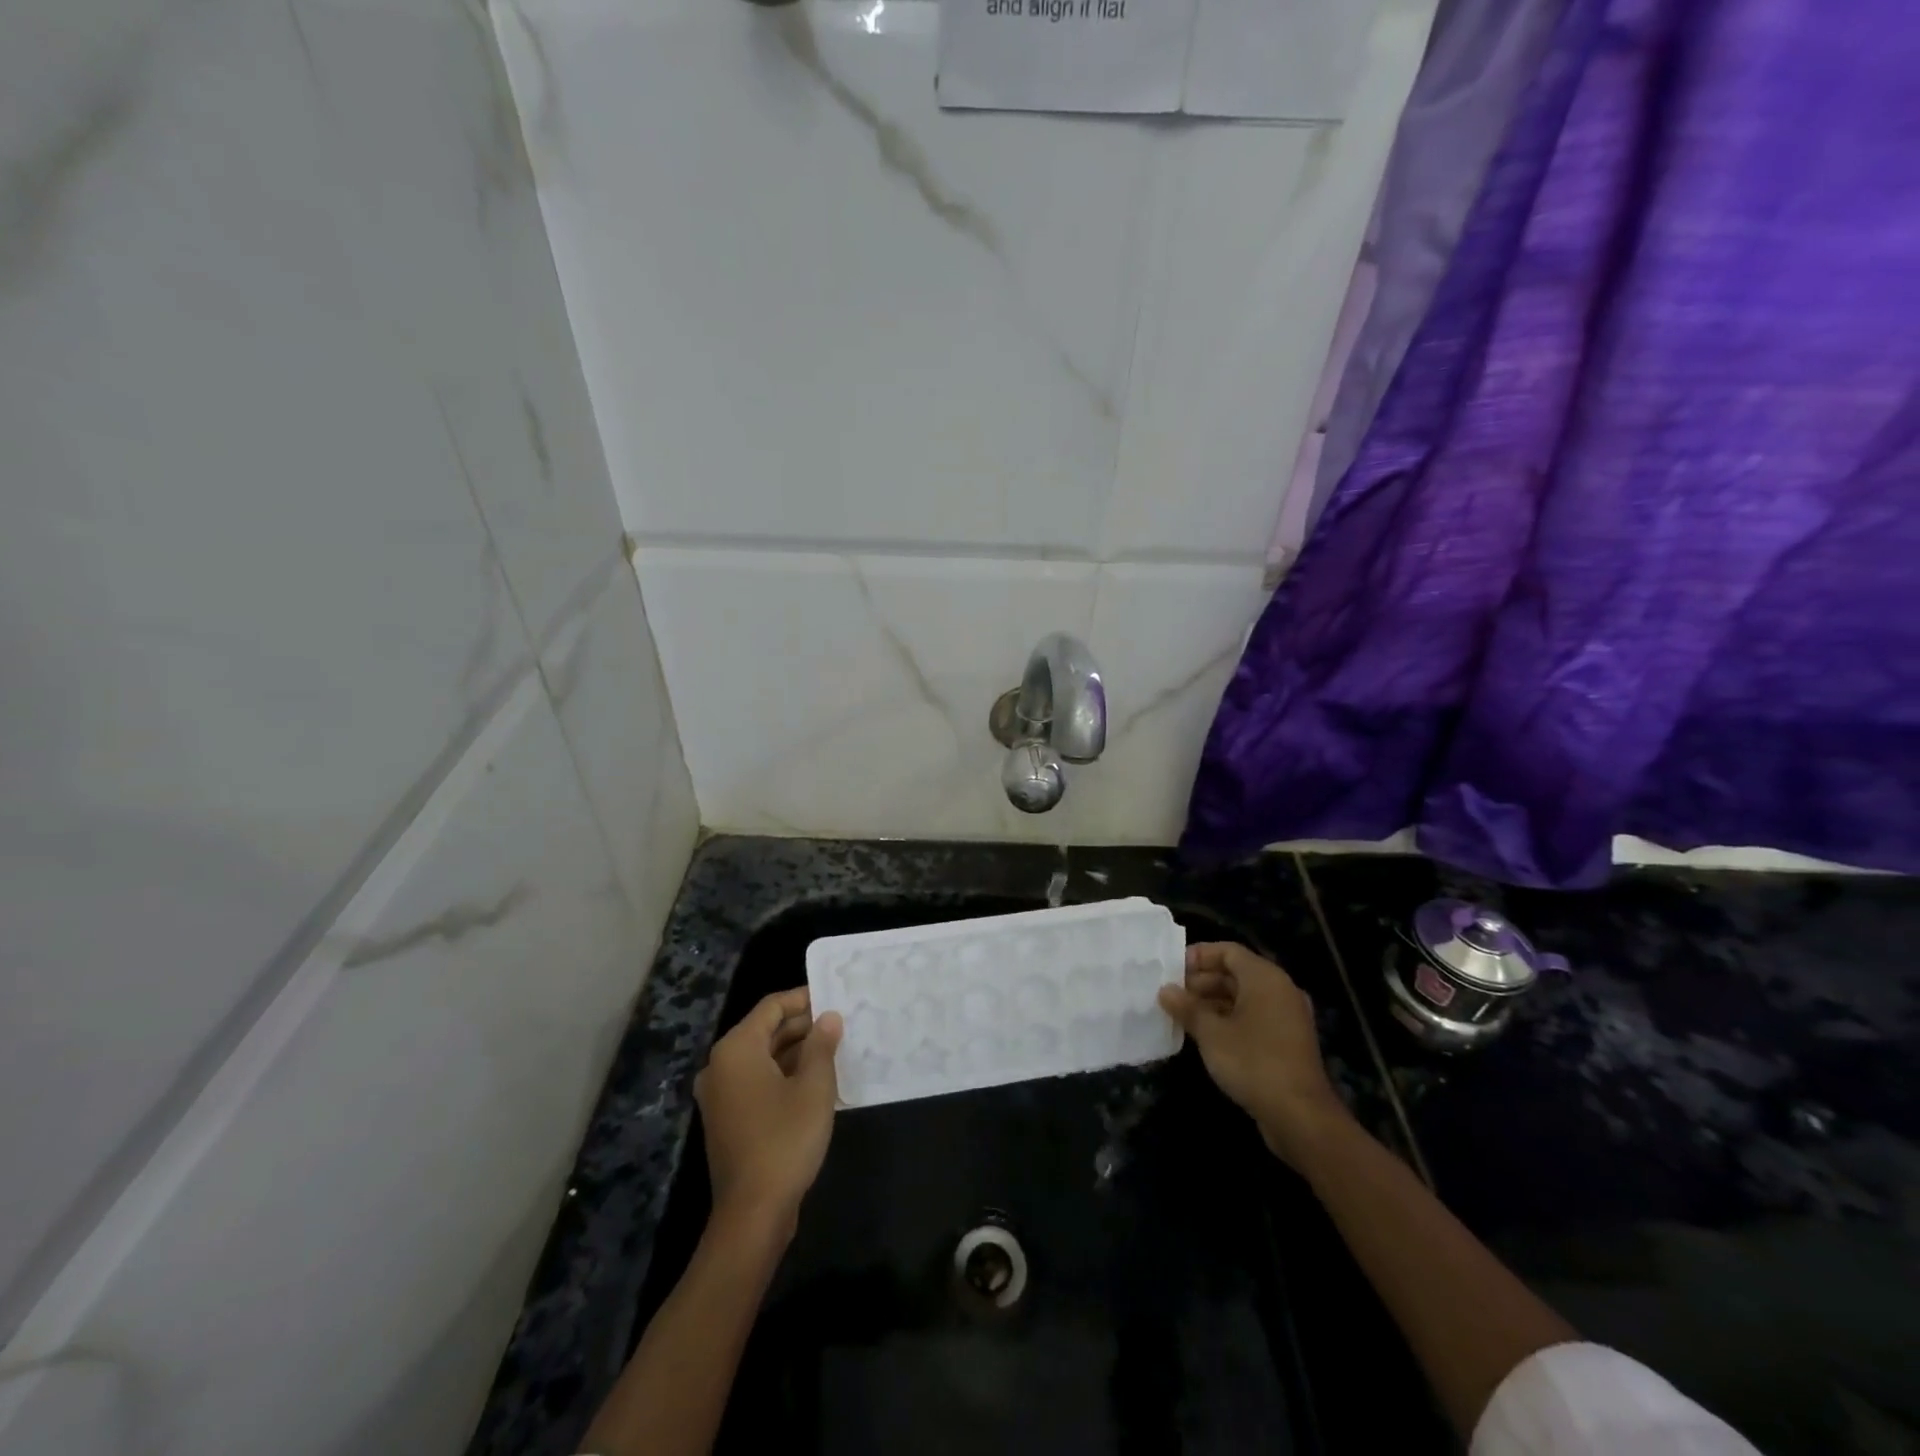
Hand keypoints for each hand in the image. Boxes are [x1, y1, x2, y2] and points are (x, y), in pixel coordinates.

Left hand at [695, 989, 842, 1233]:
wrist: (753, 1212)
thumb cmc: (785, 1139)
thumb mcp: (814, 1087)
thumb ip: (822, 1045)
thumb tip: (829, 1017)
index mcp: (736, 1049)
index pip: (771, 1007)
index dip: (803, 998)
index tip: (833, 997)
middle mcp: (721, 1066)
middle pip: (764, 1031)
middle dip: (802, 1026)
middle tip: (839, 1024)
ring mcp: (720, 1095)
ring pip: (762, 1057)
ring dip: (795, 1052)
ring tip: (833, 1050)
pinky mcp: (726, 1119)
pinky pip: (756, 1081)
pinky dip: (782, 1075)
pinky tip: (814, 1081)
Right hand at [1158, 943, 1350, 1168]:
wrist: (1300, 1116)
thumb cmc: (1253, 1062)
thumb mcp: (1211, 1033)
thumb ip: (1187, 1007)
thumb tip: (1165, 990)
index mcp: (1265, 978)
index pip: (1228, 951)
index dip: (1198, 956)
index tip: (1172, 970)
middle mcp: (1280, 990)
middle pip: (1236, 973)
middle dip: (1202, 981)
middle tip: (1172, 995)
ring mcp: (1287, 1017)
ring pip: (1244, 997)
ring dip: (1213, 1002)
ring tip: (1182, 1015)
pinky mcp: (1287, 1042)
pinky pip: (1253, 1017)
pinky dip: (1229, 1019)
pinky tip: (1205, 1035)